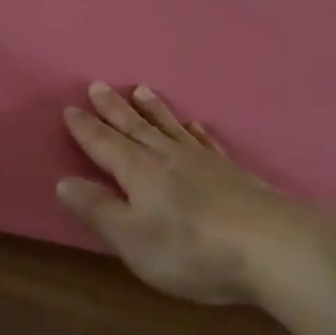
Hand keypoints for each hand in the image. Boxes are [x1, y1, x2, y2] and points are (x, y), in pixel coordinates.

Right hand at [58, 83, 300, 304]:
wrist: (270, 245)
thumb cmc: (191, 248)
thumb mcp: (132, 239)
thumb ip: (99, 210)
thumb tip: (64, 182)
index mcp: (140, 171)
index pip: (105, 144)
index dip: (86, 128)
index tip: (70, 108)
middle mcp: (168, 156)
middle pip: (136, 127)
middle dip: (114, 109)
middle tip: (99, 86)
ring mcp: (204, 161)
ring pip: (170, 127)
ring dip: (153, 110)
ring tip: (142, 90)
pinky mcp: (231, 172)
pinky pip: (206, 142)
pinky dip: (195, 131)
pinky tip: (195, 125)